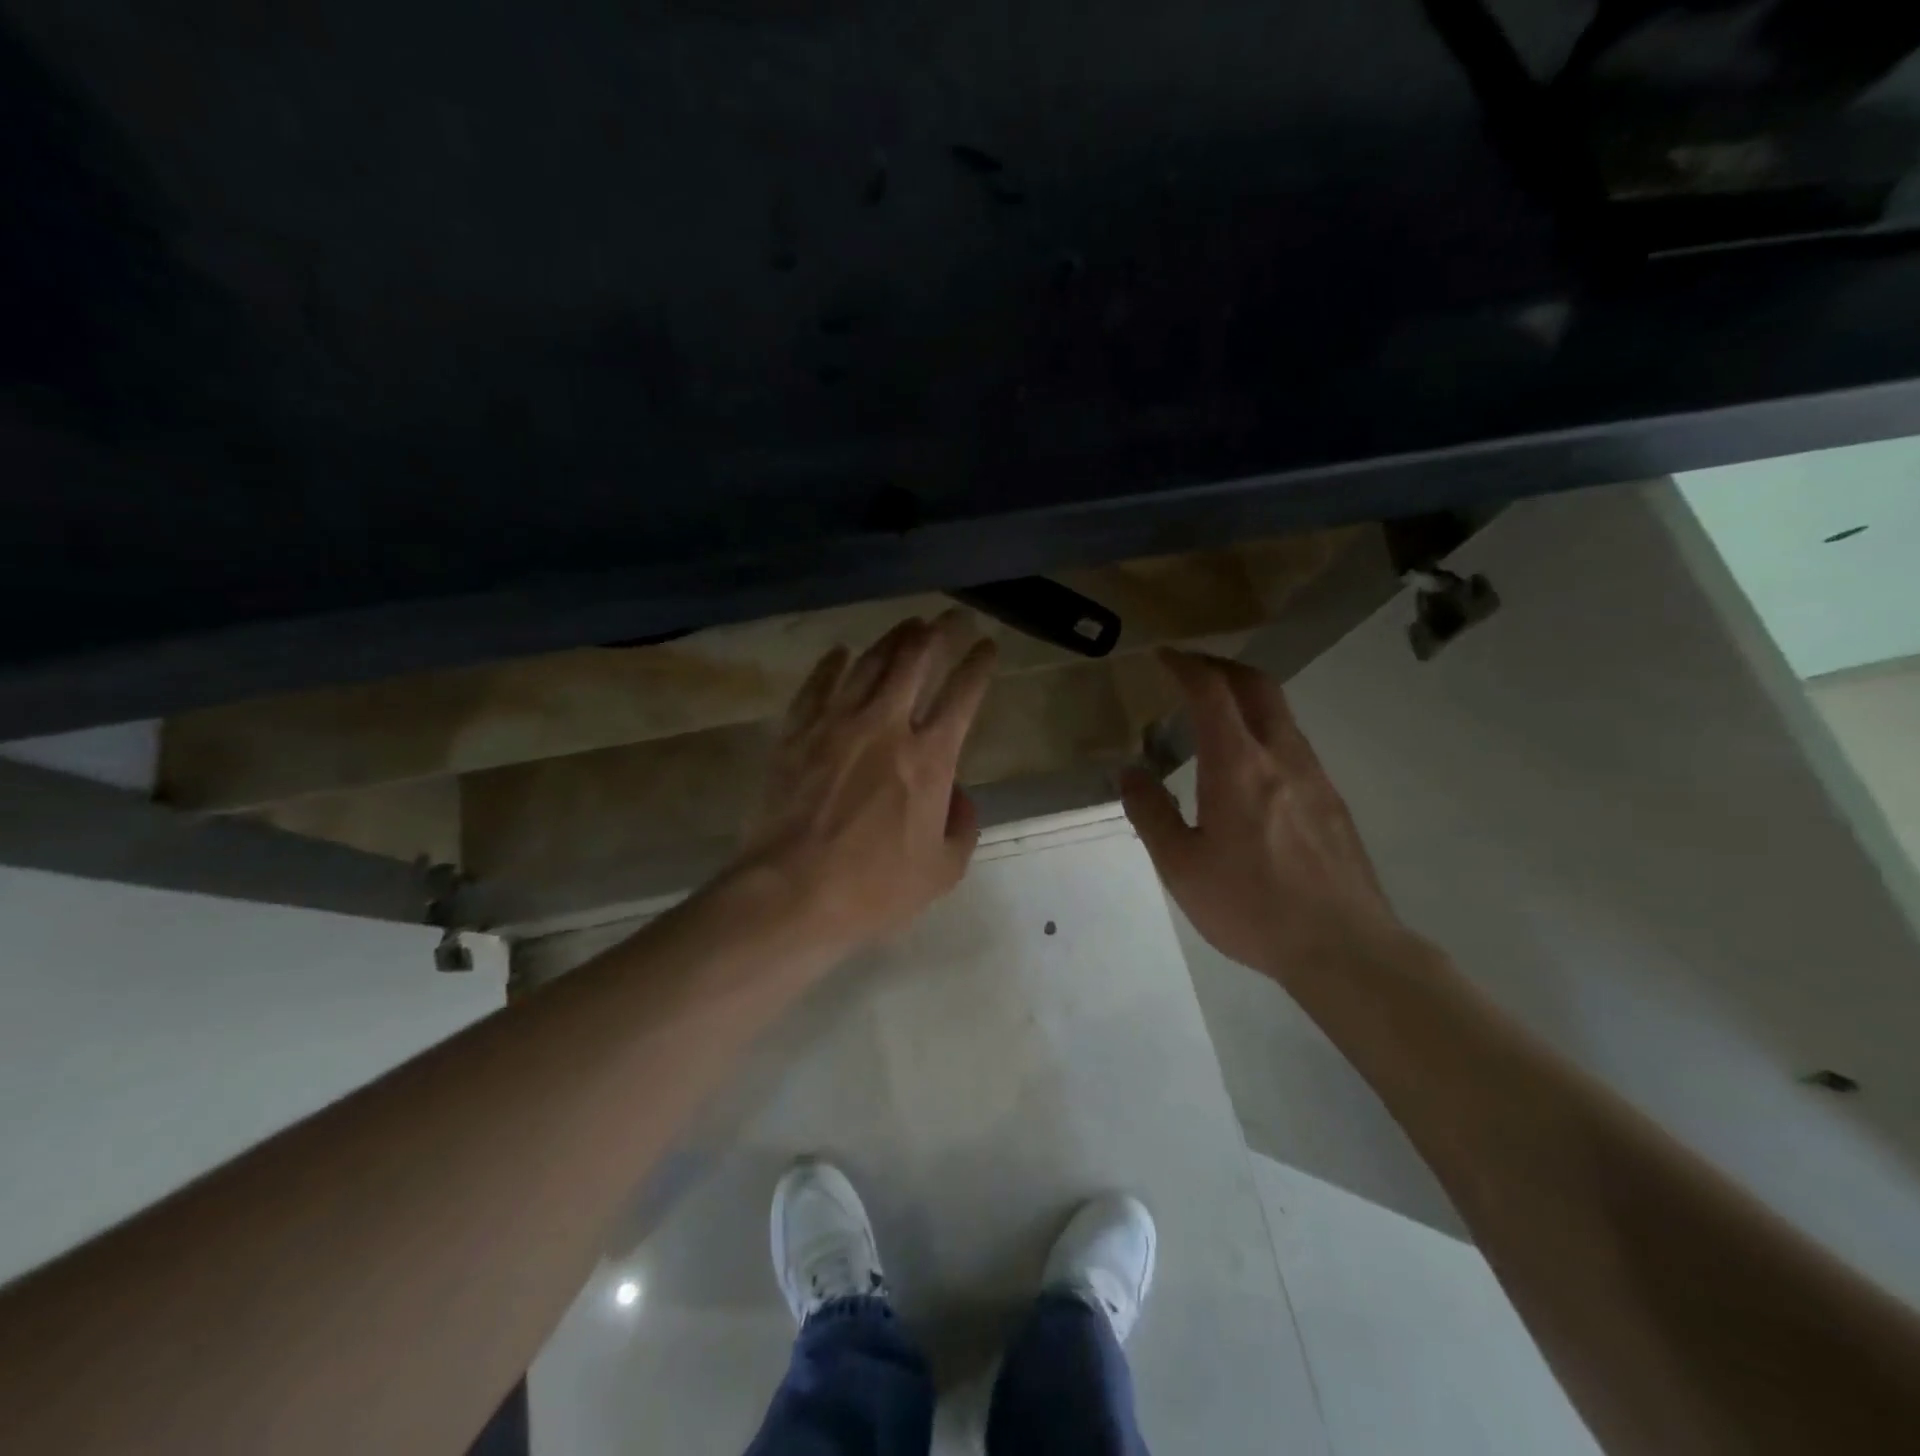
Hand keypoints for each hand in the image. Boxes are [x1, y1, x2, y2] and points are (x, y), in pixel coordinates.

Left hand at [731, 611, 996, 957]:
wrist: (791, 893)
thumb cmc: (874, 889)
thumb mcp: (942, 870)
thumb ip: (963, 826)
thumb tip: (959, 796)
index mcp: (929, 759)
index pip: (963, 694)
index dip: (979, 664)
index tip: (987, 646)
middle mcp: (886, 726)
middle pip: (916, 660)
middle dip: (940, 632)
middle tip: (952, 617)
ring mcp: (836, 724)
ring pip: (869, 663)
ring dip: (893, 638)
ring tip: (908, 625)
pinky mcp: (796, 734)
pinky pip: (817, 685)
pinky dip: (832, 664)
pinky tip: (841, 651)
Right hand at [1120, 649, 1406, 980]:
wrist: (1344, 948)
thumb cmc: (1251, 906)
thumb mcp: (1181, 867)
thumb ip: (1151, 813)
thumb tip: (1130, 772)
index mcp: (1238, 766)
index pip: (1212, 692)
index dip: (1185, 666)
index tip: (1163, 656)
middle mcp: (1281, 757)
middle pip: (1257, 686)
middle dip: (1220, 667)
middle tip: (1189, 671)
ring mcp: (1315, 776)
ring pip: (1280, 714)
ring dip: (1245, 699)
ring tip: (1213, 717)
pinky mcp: (1332, 801)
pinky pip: (1294, 745)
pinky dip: (1264, 731)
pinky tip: (1248, 768)